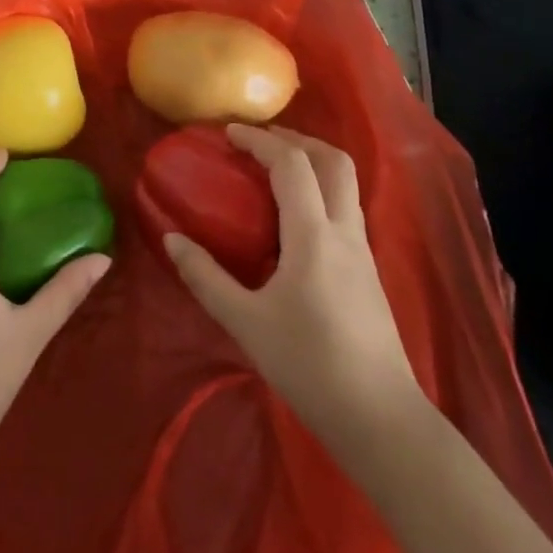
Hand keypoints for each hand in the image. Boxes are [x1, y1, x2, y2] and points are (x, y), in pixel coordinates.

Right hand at [165, 124, 420, 444]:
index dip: (259, 140)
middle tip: (259, 141)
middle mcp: (344, 231)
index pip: (291, 164)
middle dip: (297, 139)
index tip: (229, 133)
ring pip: (346, 183)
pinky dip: (321, 190)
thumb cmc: (308, 366)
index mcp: (313, 235)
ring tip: (275, 169)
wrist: (380, 418)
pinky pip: (346, 208)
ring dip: (313, 161)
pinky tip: (295, 216)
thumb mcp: (245, 322)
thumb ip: (205, 276)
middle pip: (334, 161)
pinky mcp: (368, 270)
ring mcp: (362, 250)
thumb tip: (171, 239)